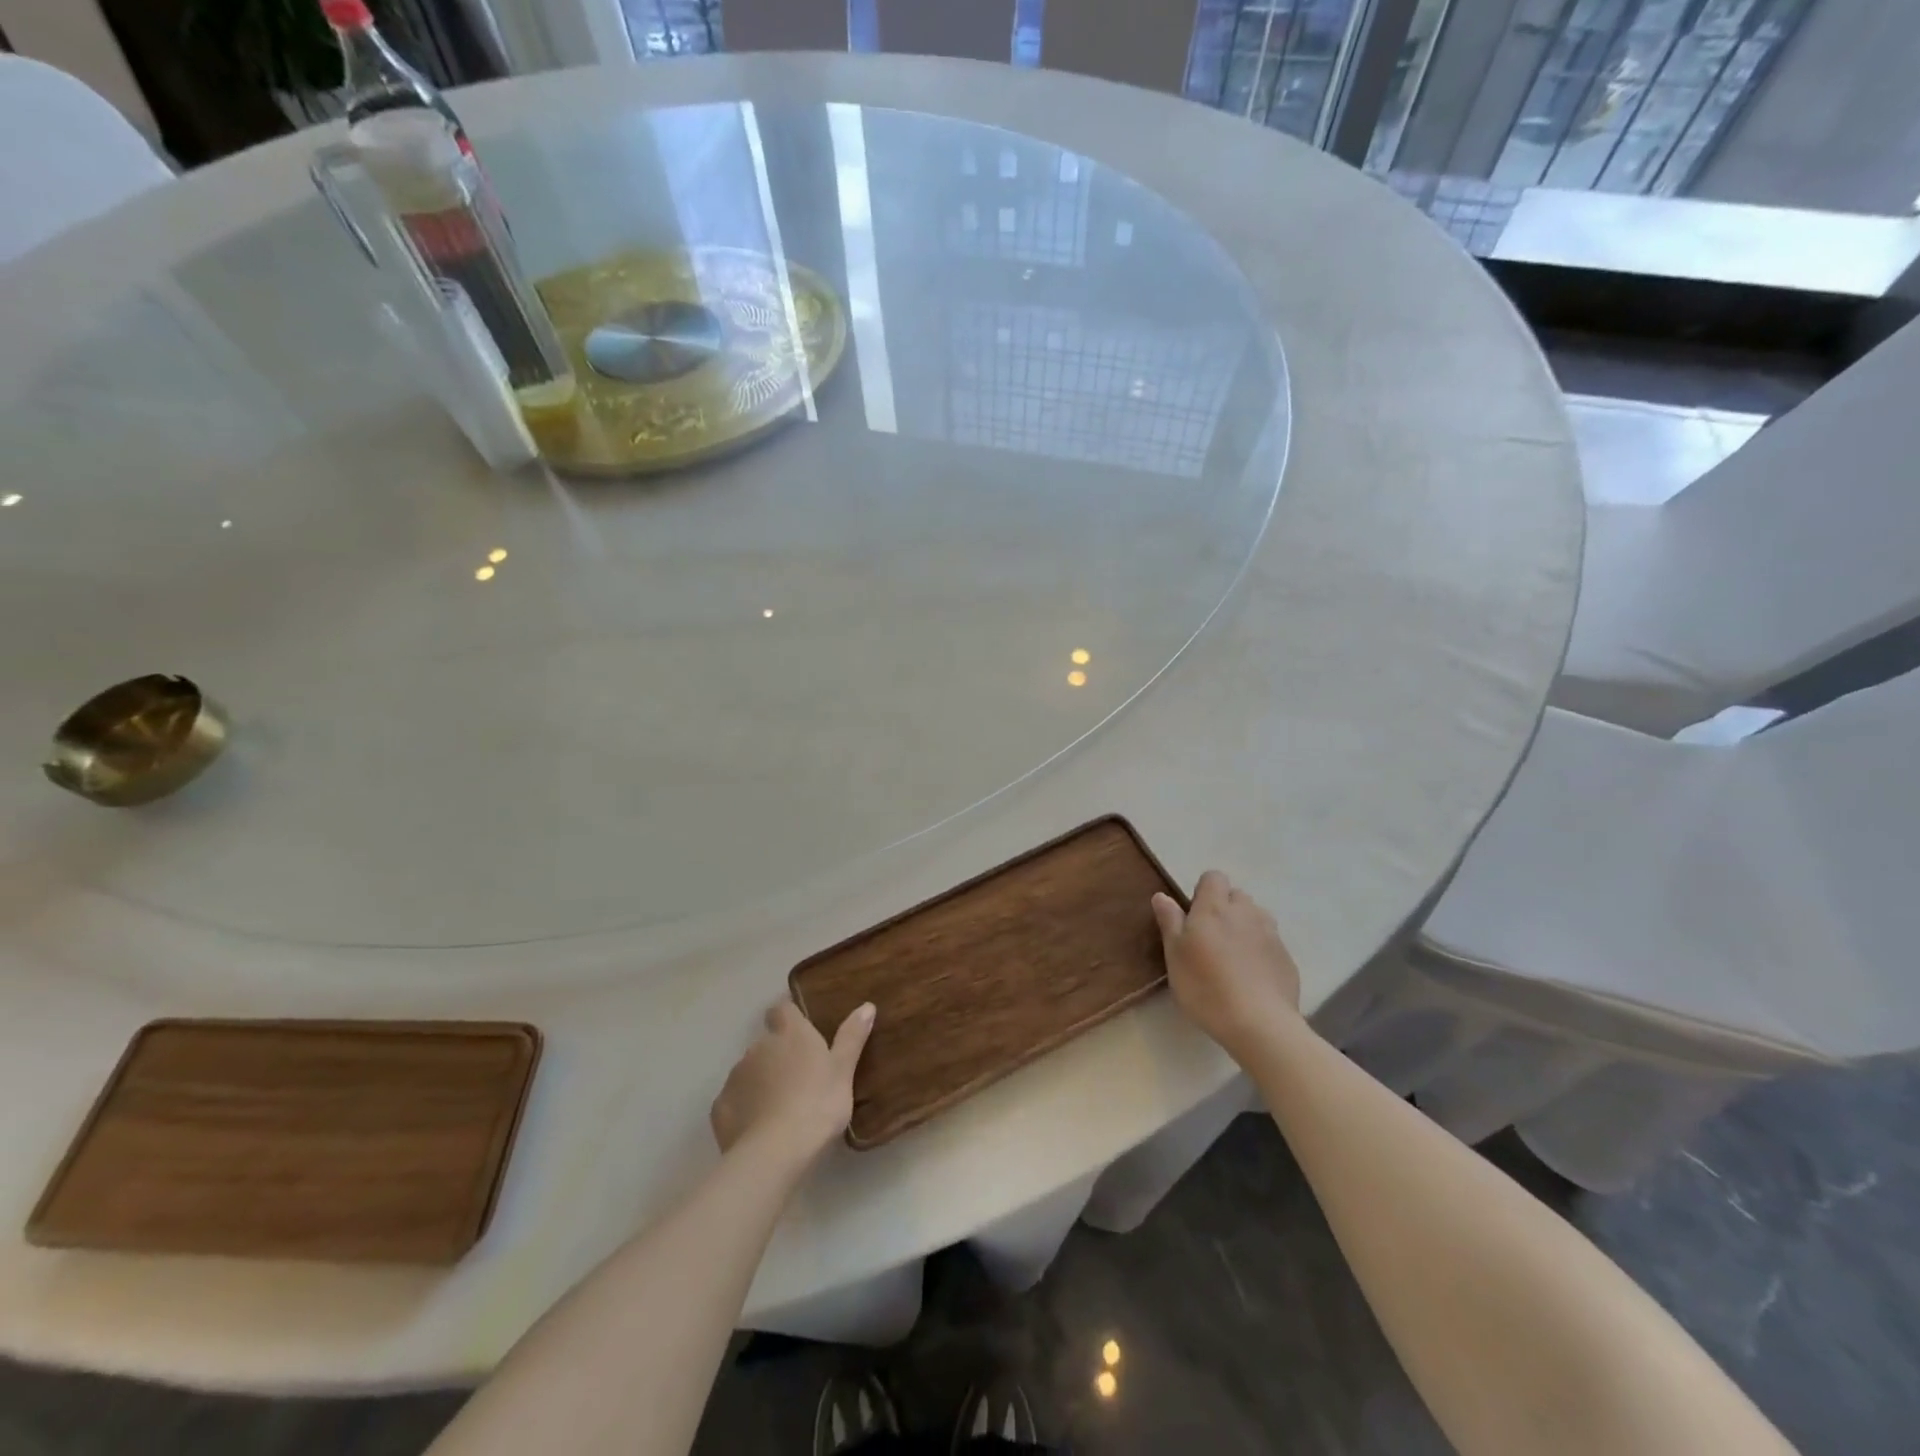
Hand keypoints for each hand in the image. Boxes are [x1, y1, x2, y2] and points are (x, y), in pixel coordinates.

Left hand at [711, 999, 874, 1164]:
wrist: (775, 1153)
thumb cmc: (818, 1104)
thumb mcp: (843, 1071)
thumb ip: (852, 1037)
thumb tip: (866, 1005)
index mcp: (790, 1034)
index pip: (782, 1009)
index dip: (789, 1017)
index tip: (800, 1032)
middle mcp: (758, 1047)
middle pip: (767, 1044)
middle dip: (778, 1056)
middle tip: (799, 1081)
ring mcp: (735, 1077)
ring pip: (749, 1072)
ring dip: (761, 1082)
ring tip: (780, 1109)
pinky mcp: (720, 1107)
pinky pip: (734, 1101)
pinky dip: (744, 1109)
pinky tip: (758, 1129)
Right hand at [1153, 870, 1300, 1060]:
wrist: (1260, 1024)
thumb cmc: (1205, 987)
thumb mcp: (1175, 955)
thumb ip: (1170, 921)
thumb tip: (1162, 895)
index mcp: (1215, 908)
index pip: (1214, 877)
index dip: (1203, 891)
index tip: (1193, 916)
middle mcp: (1246, 912)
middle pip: (1237, 895)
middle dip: (1225, 908)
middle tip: (1210, 938)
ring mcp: (1271, 934)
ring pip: (1256, 917)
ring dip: (1244, 927)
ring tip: (1232, 956)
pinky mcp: (1286, 958)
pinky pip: (1270, 942)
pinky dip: (1260, 951)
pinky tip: (1251, 977)